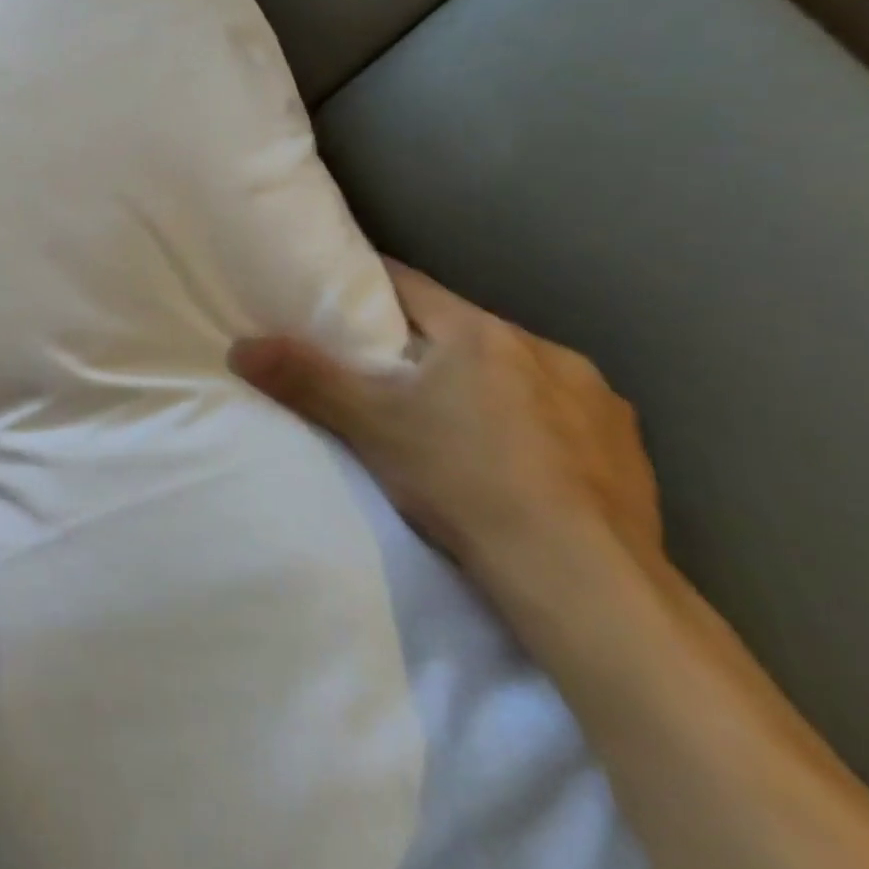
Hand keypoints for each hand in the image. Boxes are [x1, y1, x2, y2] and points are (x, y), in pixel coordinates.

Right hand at [228, 261, 661, 591]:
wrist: (585, 583)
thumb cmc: (465, 483)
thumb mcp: (371, 429)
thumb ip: (305, 381)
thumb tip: (240, 346)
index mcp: (481, 334)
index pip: (409, 285)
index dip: (369, 286)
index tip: (342, 296)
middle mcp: (544, 350)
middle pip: (463, 329)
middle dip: (426, 344)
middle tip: (389, 375)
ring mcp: (596, 399)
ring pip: (518, 371)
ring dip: (486, 382)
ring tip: (456, 422)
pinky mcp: (628, 447)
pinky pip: (564, 413)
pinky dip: (535, 421)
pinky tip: (521, 461)